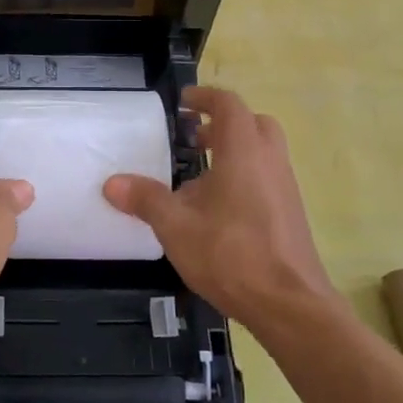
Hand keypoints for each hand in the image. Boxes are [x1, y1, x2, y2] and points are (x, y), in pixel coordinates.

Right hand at [103, 86, 339, 336]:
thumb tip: (112, 183)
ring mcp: (286, 188)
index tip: (183, 103)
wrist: (289, 305)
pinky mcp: (291, 214)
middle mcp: (270, 162)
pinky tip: (218, 211)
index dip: (205, 97)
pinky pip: (267, 178)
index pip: (229, 105)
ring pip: (263, 152)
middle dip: (223, 124)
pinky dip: (245, 177)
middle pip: (253, 124)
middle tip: (195, 138)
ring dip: (234, 152)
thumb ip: (145, 200)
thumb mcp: (176, 226)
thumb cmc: (231, 255)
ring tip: (200, 177)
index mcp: (244, 152)